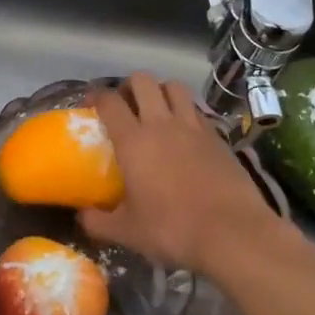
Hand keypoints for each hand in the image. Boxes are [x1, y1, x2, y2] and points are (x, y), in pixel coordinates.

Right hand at [79, 72, 280, 274]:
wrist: (233, 233)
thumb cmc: (173, 230)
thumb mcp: (127, 232)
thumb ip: (98, 222)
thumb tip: (81, 217)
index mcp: (134, 141)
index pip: (110, 102)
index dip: (97, 96)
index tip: (91, 101)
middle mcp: (162, 124)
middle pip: (143, 81)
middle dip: (130, 86)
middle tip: (126, 104)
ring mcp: (193, 127)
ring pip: (174, 87)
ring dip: (161, 91)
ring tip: (157, 109)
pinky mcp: (218, 136)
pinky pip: (197, 109)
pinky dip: (186, 111)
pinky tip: (185, 132)